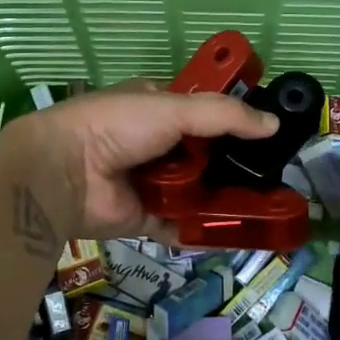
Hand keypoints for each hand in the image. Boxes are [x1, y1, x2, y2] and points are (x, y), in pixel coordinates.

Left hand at [0, 86, 277, 240]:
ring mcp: (152, 182)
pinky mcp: (147, 217)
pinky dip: (205, 228)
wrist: (65, 173)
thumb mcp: (174, 108)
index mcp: (157, 108)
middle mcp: (156, 144)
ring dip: (225, 197)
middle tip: (274, 175)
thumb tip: (274, 125)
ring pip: (198, 190)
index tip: (269, 133)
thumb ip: (225, 115)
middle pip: (205, 155)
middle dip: (234, 164)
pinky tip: (238, 232)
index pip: (203, 112)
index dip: (233, 121)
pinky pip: (184, 223)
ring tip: (267, 205)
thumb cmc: (117, 126)